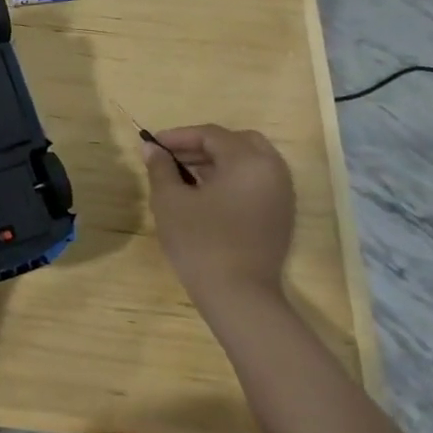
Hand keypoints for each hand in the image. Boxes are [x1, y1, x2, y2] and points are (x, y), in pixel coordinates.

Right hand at [141, 124, 294, 316]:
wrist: (239, 298)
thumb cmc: (201, 242)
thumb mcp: (170, 201)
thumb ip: (161, 168)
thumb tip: (151, 149)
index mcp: (248, 161)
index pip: (211, 135)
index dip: (178, 136)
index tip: (152, 145)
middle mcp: (272, 172)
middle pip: (238, 142)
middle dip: (204, 145)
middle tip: (175, 157)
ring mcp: (281, 196)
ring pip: (250, 162)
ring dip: (219, 162)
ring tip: (186, 176)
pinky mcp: (281, 217)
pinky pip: (257, 183)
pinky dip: (233, 179)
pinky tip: (207, 196)